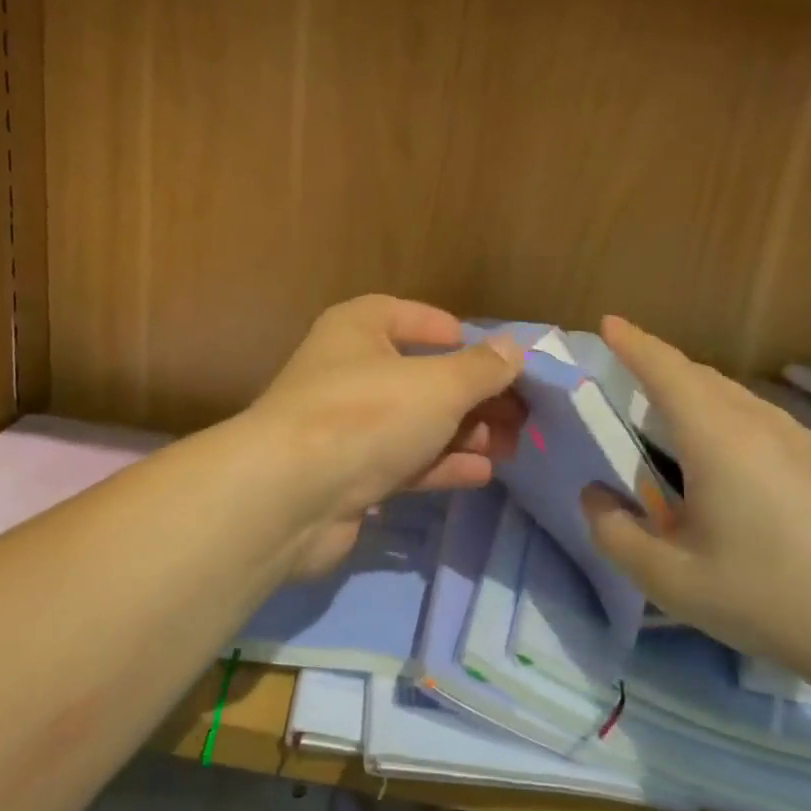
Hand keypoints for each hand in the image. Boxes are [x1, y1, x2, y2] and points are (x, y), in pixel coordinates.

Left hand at [248, 296, 524, 576]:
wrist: (291, 495)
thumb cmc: (368, 415)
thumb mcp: (439, 384)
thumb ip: (482, 367)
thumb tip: (515, 349)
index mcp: (357, 330)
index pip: (406, 315)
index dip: (451, 331)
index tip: (493, 355)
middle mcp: (347, 371)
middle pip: (420, 375)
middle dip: (471, 395)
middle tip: (519, 413)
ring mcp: (345, 426)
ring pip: (415, 422)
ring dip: (462, 433)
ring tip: (511, 445)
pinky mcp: (347, 475)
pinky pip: (403, 461)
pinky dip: (441, 464)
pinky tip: (481, 473)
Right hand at [581, 317, 810, 677]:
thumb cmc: (770, 598)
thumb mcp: (670, 580)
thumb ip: (615, 534)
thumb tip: (595, 496)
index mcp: (718, 439)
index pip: (666, 371)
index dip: (633, 343)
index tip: (609, 322)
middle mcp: (762, 424)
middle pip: (703, 378)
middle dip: (662, 367)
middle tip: (631, 377)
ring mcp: (806, 442)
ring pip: (739, 400)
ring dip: (698, 397)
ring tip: (675, 425)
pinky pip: (767, 424)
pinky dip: (732, 423)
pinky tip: (734, 470)